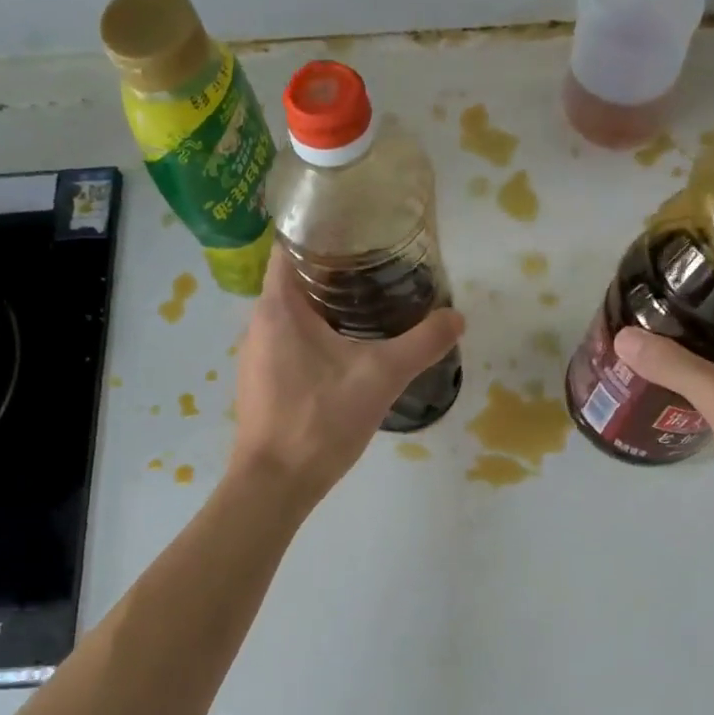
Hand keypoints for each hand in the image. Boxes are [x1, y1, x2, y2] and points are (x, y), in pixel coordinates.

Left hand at [230, 245, 464, 502]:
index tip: (362, 230)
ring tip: (371, 303)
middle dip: (336, 268)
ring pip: (293, 311)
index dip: (323, 229)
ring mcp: (256, 353)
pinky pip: (290, 340)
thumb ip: (422, 344)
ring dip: (327, 303)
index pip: (291, 244)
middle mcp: (259, 322)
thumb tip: (457, 318)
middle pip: (295, 276)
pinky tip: (349, 349)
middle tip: (381, 267)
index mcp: (278, 306)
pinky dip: (317, 333)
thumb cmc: (320, 420)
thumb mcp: (381, 377)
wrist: (275, 484)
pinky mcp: (262, 380)